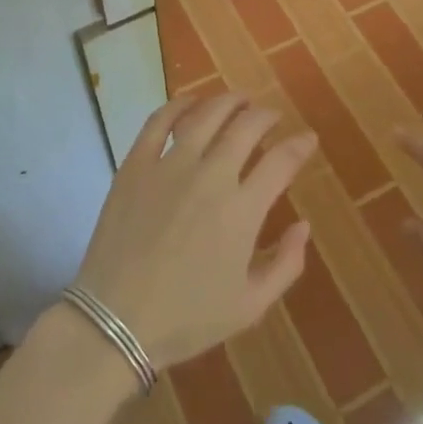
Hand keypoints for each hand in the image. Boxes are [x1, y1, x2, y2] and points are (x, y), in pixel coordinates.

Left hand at [74, 94, 315, 371]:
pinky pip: (159, 120)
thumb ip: (286, 264)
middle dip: (267, 116)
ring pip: (207, 114)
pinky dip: (179, 104)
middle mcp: (211, 177)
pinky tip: (191, 102)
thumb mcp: (250, 306)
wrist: (114, 322)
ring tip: (239, 100)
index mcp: (242, 210)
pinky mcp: (136, 164)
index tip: (308, 139)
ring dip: (229, 101)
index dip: (300, 145)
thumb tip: (304, 225)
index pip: (282, 161)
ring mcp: (170, 166)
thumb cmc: (186, 318)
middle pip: (247, 126)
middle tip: (272, 117)